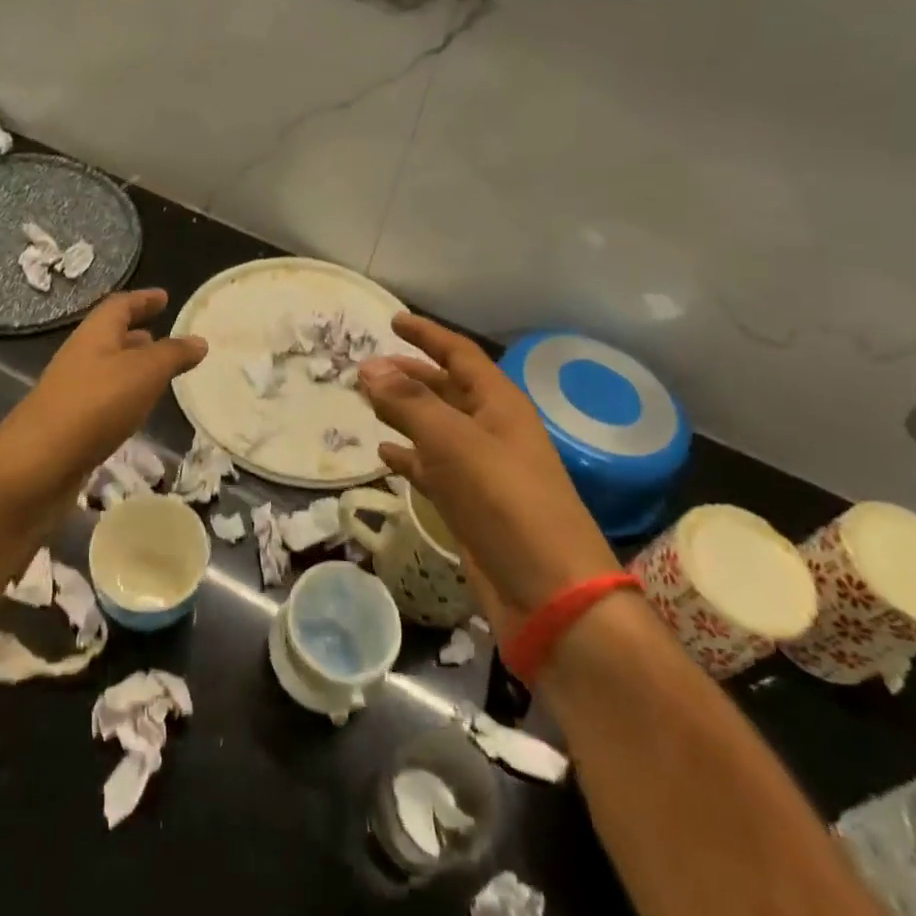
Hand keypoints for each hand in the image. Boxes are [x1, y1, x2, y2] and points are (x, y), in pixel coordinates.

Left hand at [0, 289, 206, 503]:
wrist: (38, 464)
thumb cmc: (95, 405)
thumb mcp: (144, 373)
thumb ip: (173, 355)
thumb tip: (199, 341)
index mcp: (94, 335)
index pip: (120, 306)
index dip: (143, 299)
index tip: (164, 297)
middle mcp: (80, 357)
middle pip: (110, 336)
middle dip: (137, 333)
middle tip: (163, 335)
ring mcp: (72, 391)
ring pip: (107, 369)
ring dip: (131, 366)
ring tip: (158, 373)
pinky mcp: (70, 424)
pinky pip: (103, 399)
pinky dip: (124, 396)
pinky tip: (137, 410)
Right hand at [357, 313, 618, 620]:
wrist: (550, 594)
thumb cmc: (506, 503)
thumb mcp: (454, 444)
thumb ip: (410, 403)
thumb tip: (369, 366)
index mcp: (500, 405)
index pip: (460, 355)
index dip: (428, 335)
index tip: (393, 320)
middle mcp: (492, 431)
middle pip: (446, 390)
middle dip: (409, 375)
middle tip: (366, 368)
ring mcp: (482, 471)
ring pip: (436, 429)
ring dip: (404, 413)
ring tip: (367, 402)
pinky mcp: (470, 506)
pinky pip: (433, 469)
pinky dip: (408, 458)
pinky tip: (383, 454)